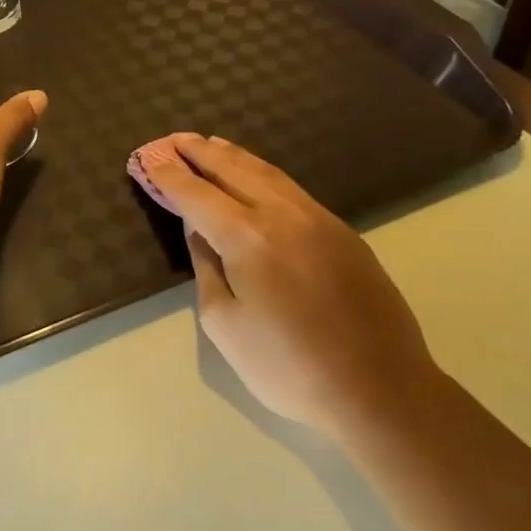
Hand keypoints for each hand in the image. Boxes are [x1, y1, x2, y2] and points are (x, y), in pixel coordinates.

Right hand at [136, 134, 441, 438]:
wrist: (382, 391)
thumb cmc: (289, 367)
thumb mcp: (225, 324)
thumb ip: (207, 268)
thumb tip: (200, 231)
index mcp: (247, 237)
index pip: (196, 194)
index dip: (169, 175)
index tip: (148, 158)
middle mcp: (282, 215)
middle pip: (231, 169)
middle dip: (198, 153)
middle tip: (174, 139)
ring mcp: (318, 219)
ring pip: (266, 172)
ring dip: (232, 156)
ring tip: (210, 144)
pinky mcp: (343, 232)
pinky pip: (291, 188)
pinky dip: (263, 172)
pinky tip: (255, 174)